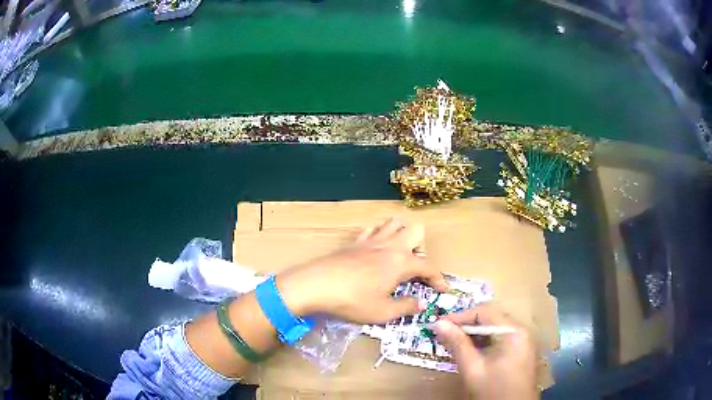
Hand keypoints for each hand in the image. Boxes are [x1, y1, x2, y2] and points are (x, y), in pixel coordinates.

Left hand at [277, 218, 448, 323]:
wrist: (316, 285)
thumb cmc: (353, 301)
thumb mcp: (383, 312)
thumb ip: (406, 307)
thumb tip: (421, 303)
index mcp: (401, 262)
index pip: (429, 266)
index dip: (439, 278)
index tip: (442, 289)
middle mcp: (390, 245)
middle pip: (416, 230)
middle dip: (422, 246)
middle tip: (414, 268)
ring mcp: (371, 240)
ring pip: (395, 223)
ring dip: (402, 235)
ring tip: (398, 255)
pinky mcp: (355, 241)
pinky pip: (373, 228)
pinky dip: (381, 234)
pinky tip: (376, 249)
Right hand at [434, 305, 538, 399]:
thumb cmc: (494, 390)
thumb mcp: (473, 369)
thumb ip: (457, 344)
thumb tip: (439, 324)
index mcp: (513, 331)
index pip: (485, 312)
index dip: (460, 316)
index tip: (439, 325)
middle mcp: (521, 331)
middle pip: (491, 319)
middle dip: (467, 325)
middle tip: (444, 334)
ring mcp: (523, 342)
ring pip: (495, 329)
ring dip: (474, 334)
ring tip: (453, 343)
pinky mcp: (520, 352)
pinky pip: (500, 340)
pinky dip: (484, 343)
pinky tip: (470, 352)